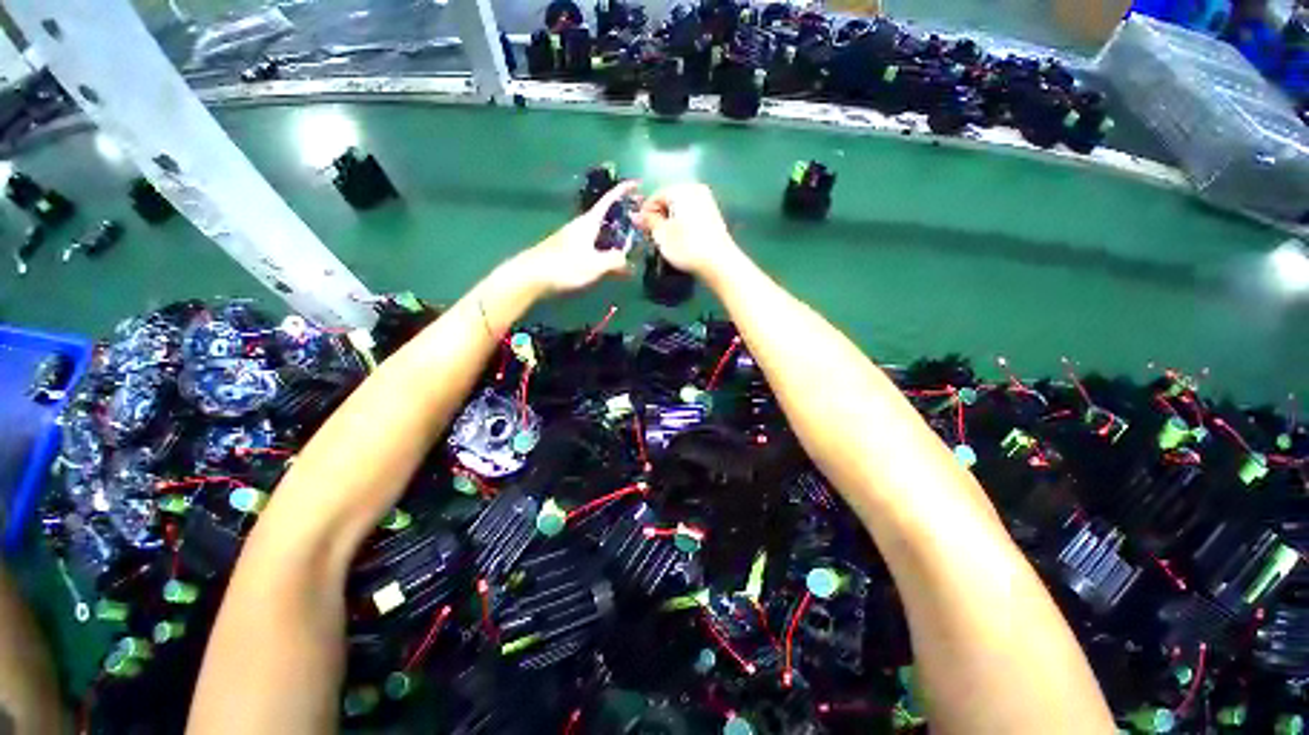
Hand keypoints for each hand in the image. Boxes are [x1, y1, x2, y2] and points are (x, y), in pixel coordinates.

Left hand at [522, 181, 638, 295]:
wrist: (532, 276)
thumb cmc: (564, 266)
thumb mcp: (595, 265)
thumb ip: (614, 260)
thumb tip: (626, 259)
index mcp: (589, 223)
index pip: (609, 201)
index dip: (623, 191)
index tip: (637, 184)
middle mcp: (582, 227)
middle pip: (606, 217)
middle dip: (624, 218)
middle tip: (640, 223)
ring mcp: (574, 239)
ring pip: (600, 234)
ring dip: (616, 237)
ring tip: (630, 247)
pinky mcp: (569, 252)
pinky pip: (594, 247)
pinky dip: (607, 251)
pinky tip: (612, 264)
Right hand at [637, 183, 740, 279]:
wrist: (718, 262)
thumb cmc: (686, 246)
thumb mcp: (661, 234)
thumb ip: (648, 222)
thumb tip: (636, 216)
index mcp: (681, 189)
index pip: (655, 197)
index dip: (645, 214)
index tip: (641, 230)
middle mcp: (695, 189)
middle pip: (669, 201)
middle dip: (659, 217)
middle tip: (652, 236)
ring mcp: (707, 201)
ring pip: (681, 209)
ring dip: (671, 222)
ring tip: (666, 241)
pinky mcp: (714, 216)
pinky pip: (692, 216)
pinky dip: (683, 225)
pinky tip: (681, 241)